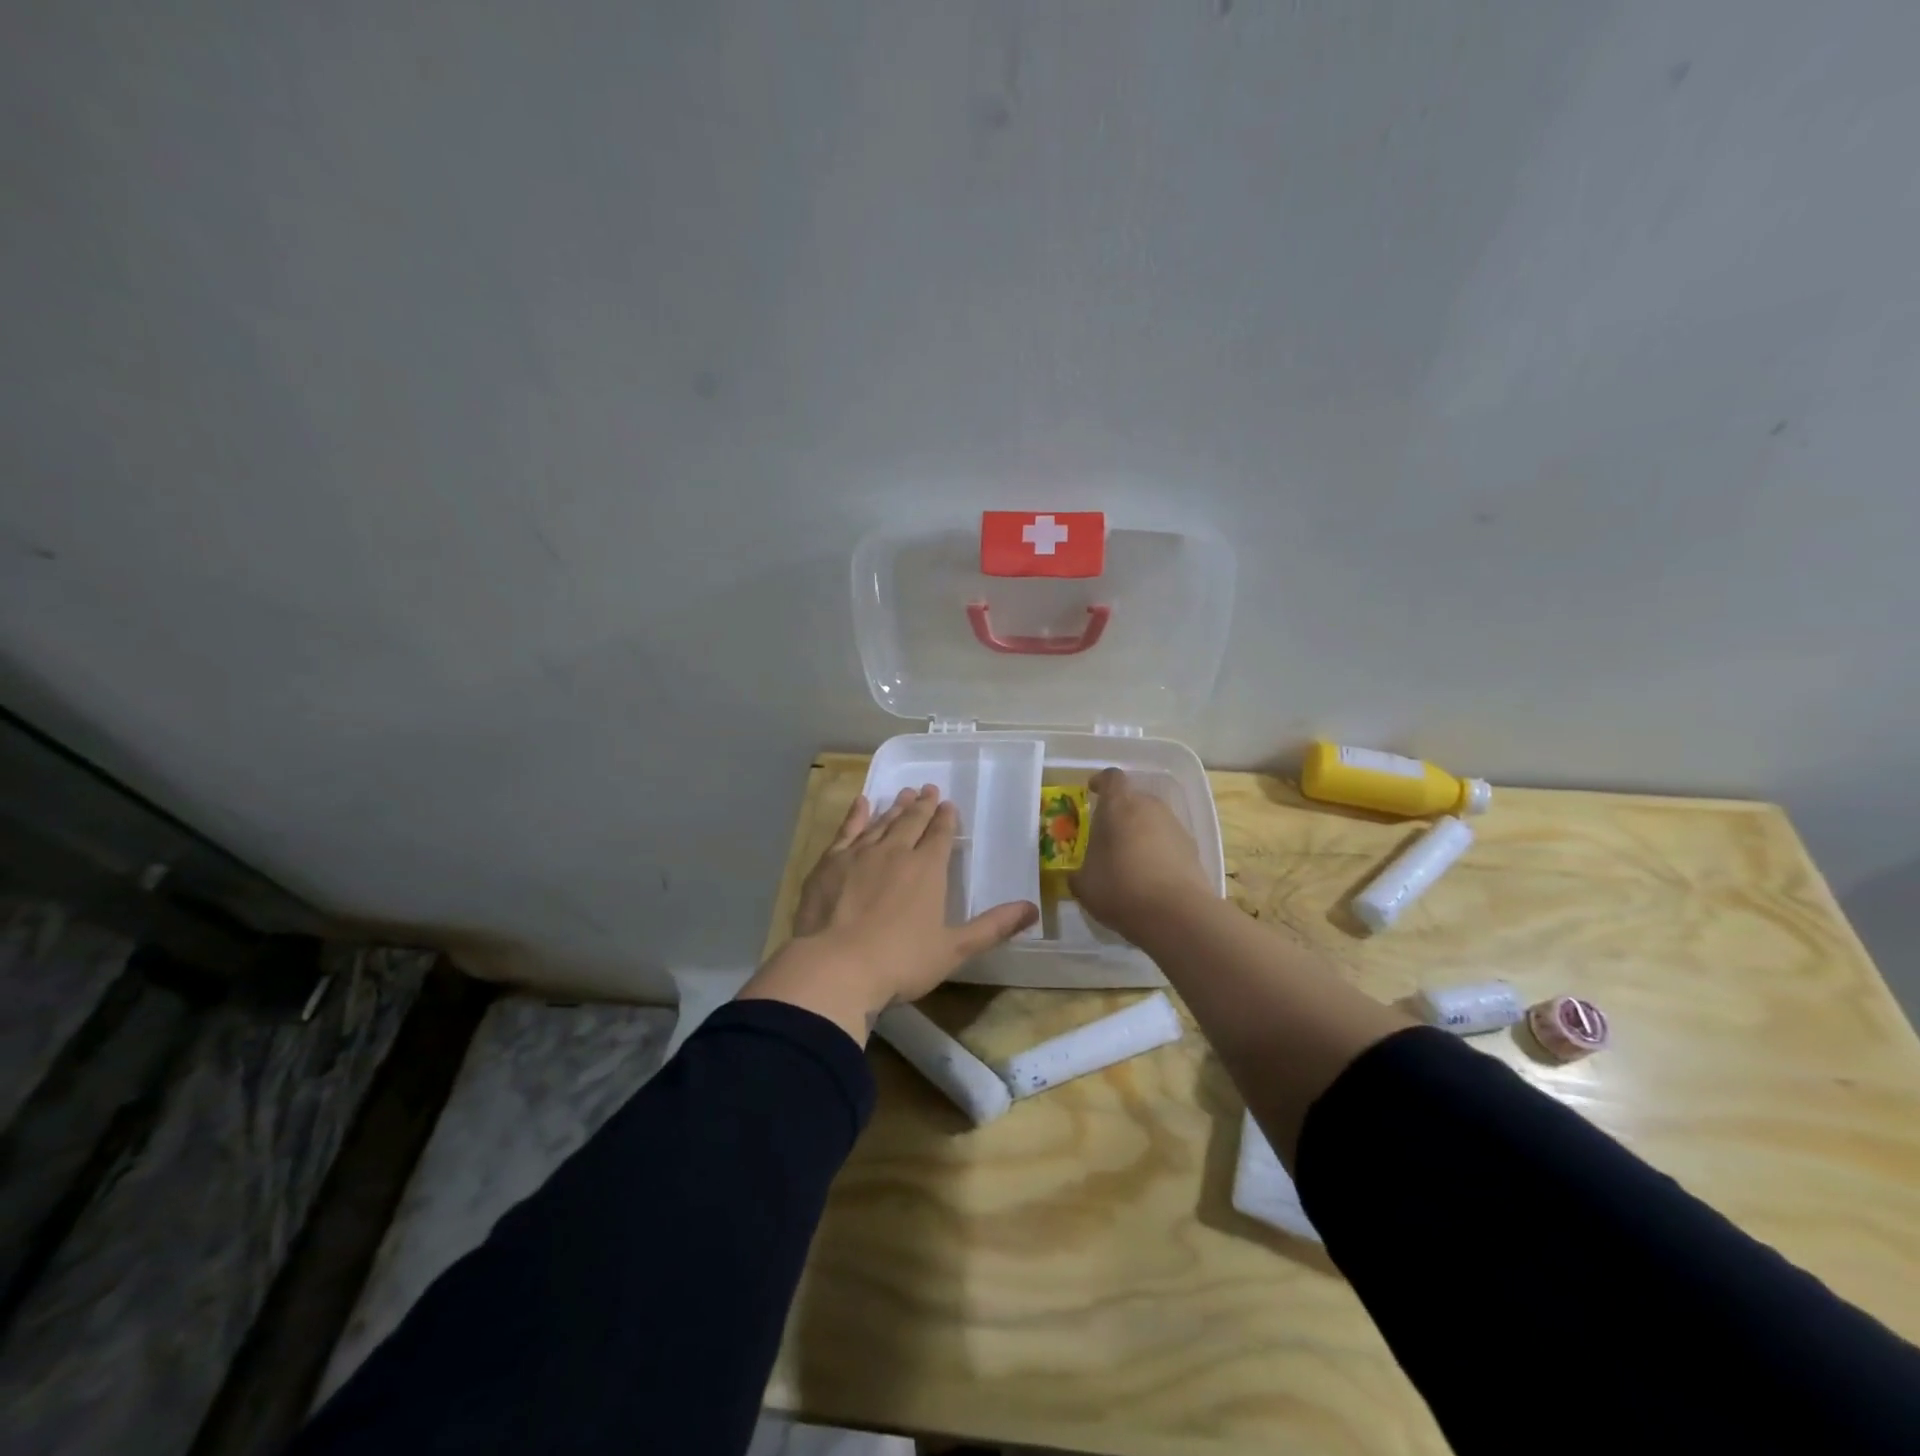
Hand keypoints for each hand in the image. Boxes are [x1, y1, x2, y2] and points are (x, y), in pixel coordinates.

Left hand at [738, 786, 1038, 1042]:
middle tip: (928, 788)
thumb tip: (1033, 909)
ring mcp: (859, 854)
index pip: (940, 835)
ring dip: (894, 807)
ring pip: (882, 823)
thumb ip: (993, 927)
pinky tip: (861, 803)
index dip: (946, 819)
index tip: (948, 804)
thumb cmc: (901, 961)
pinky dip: (856, 815)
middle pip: (912, 822)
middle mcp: (896, 852)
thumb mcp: (954, 949)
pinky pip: (847, 830)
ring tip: (903, 794)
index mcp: (927, 870)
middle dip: (922, 805)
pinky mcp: (830, 863)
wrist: (836, 966)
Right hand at [1071, 767, 1215, 942]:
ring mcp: (1174, 826)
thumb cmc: (1120, 889)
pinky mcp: (1193, 848)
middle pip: (1134, 799)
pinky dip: (1159, 851)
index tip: (1093, 791)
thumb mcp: (1085, 885)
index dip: (1101, 782)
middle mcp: (1149, 807)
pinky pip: (1169, 841)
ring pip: (1153, 820)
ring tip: (1130, 861)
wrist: (1176, 914)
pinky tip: (1151, 877)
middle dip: (1120, 813)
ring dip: (1141, 833)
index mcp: (1118, 806)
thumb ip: (1079, 873)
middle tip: (1108, 836)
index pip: (1111, 778)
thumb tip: (1077, 875)